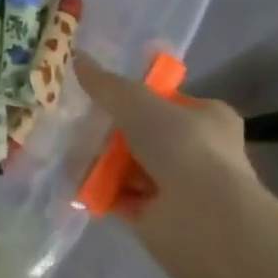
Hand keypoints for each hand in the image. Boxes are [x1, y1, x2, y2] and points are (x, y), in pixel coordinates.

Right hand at [75, 55, 263, 250]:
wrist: (202, 220)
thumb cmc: (181, 147)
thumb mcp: (137, 103)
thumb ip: (106, 84)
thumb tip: (77, 57)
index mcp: (209, 118)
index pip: (170, 101)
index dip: (139, 96)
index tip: (103, 94)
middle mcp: (199, 152)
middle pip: (146, 134)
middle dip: (113, 131)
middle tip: (79, 123)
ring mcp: (181, 188)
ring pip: (132, 167)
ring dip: (104, 162)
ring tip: (69, 150)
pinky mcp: (160, 218)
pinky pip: (123, 197)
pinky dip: (101, 191)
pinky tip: (75, 181)